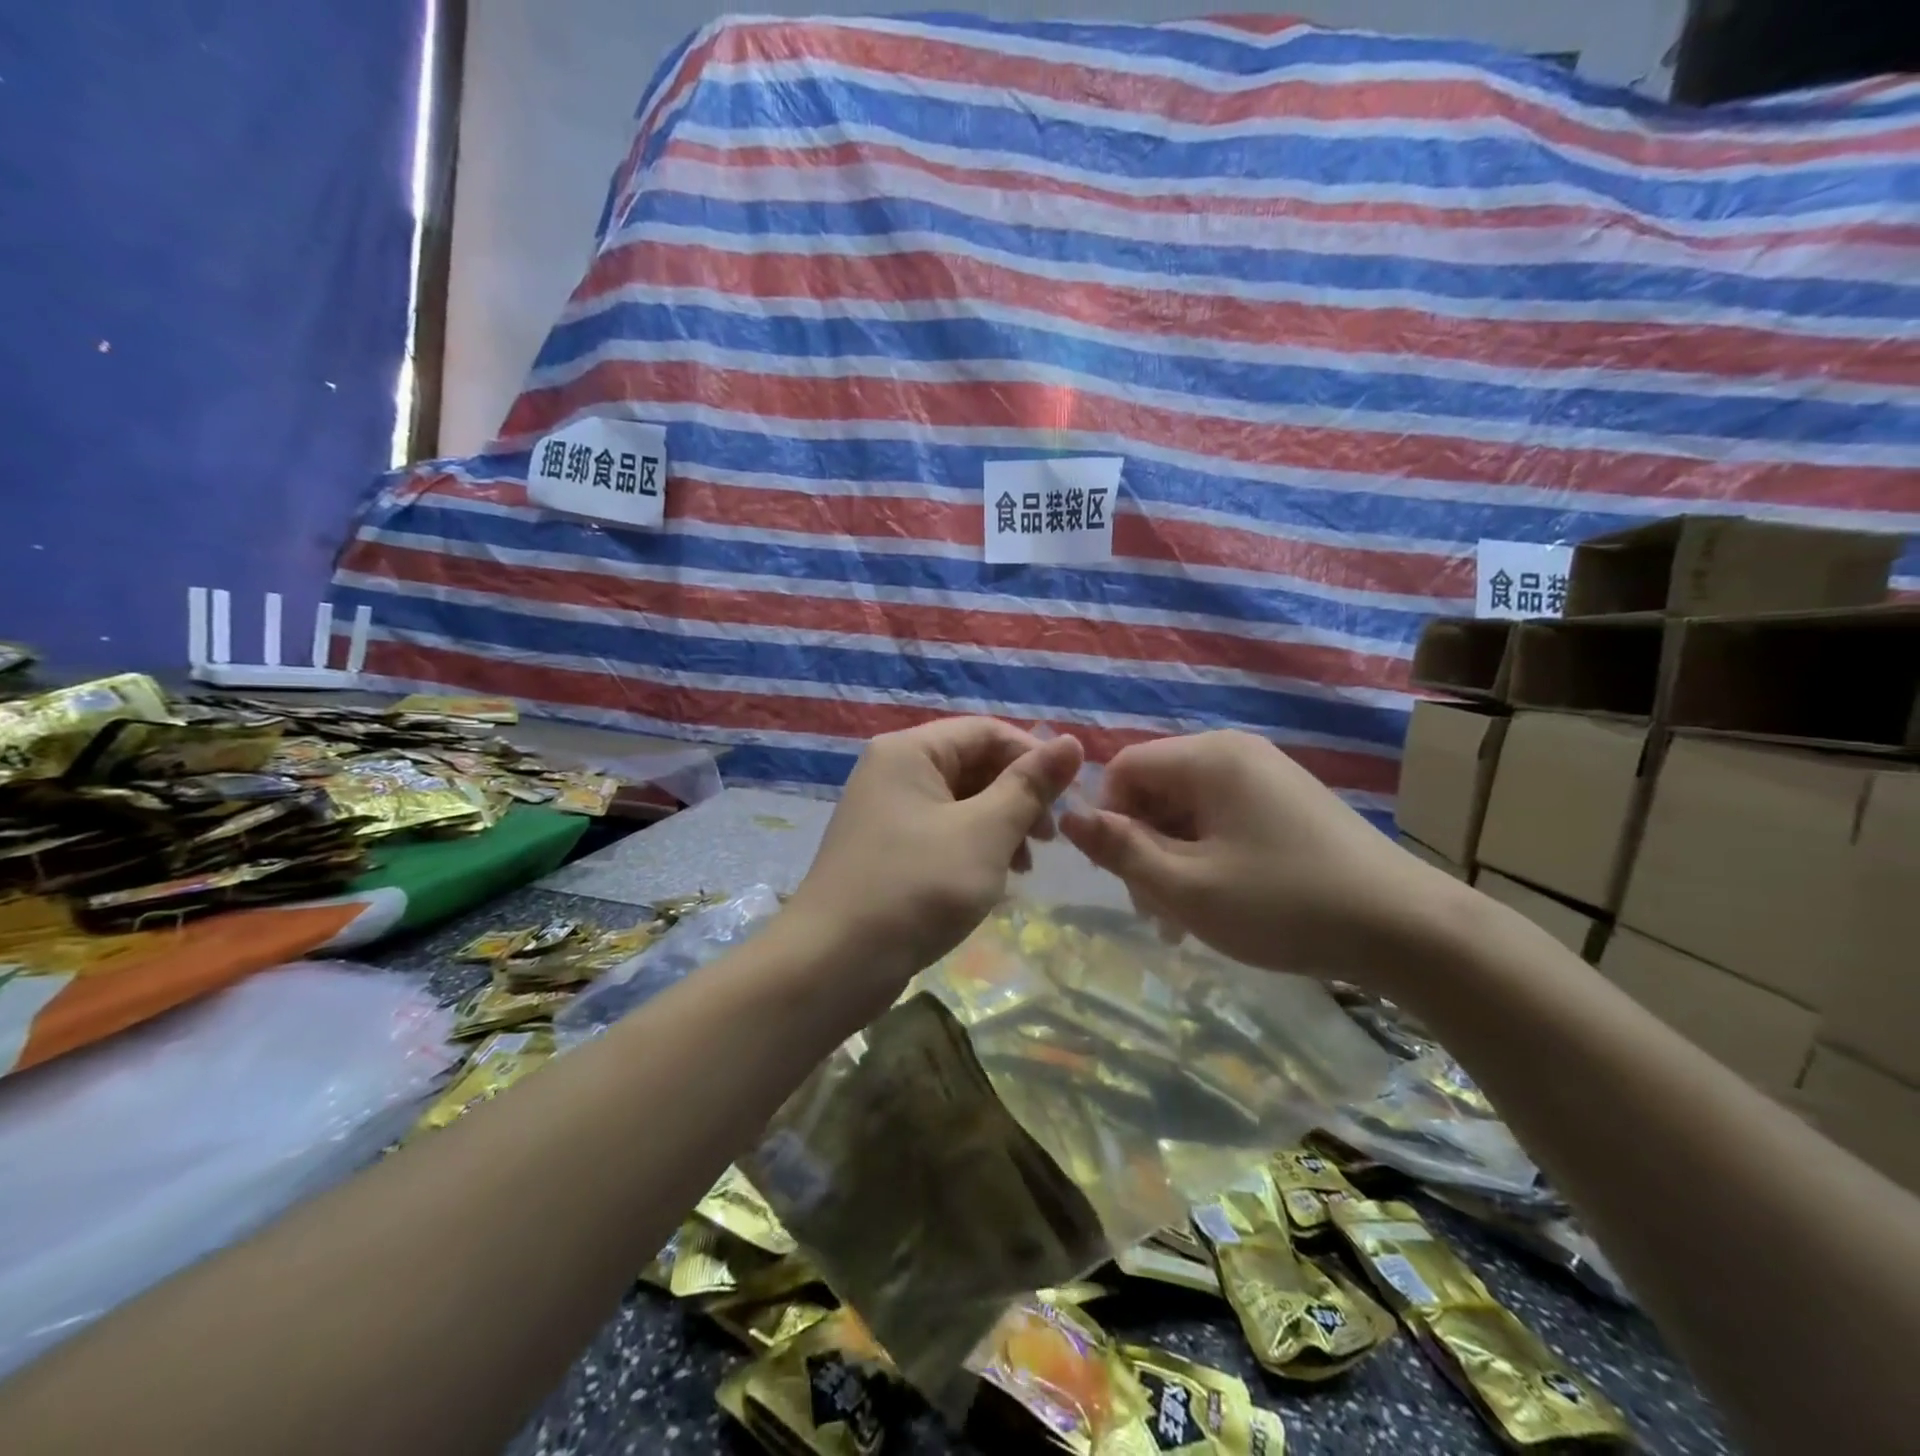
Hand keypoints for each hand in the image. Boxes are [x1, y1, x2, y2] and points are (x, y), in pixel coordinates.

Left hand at [784, 718, 1083, 1003]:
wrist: (833, 965)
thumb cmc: (915, 888)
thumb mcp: (984, 833)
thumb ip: (1030, 786)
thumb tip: (1072, 742)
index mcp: (910, 751)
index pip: (987, 731)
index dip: (1034, 757)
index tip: (1070, 799)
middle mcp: (893, 770)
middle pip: (973, 764)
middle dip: (1018, 797)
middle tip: (1050, 840)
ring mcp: (887, 811)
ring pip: (961, 802)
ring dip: (1001, 825)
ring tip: (1026, 866)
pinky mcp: (887, 849)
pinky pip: (943, 832)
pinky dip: (975, 848)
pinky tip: (995, 880)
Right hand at [1059, 730, 1462, 990]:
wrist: (1407, 929)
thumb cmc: (1284, 904)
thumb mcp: (1186, 886)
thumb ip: (1120, 849)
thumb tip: (1067, 817)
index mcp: (1208, 758)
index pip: (1124, 767)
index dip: (1108, 818)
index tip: (1121, 874)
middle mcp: (1235, 752)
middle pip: (1156, 788)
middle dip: (1143, 846)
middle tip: (1156, 909)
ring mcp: (1266, 775)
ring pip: (1188, 809)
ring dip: (1173, 858)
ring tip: (1186, 917)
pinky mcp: (1288, 802)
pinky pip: (1224, 818)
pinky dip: (1208, 856)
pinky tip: (1220, 901)